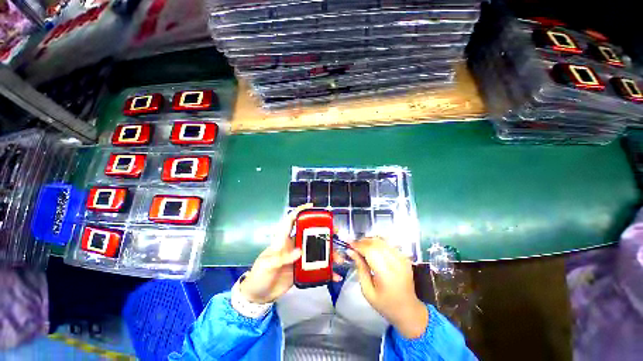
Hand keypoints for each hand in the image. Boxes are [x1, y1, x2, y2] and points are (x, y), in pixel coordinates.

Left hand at [240, 204, 341, 303]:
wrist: (258, 296)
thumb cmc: (259, 275)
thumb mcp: (268, 265)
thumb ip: (282, 258)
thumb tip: (300, 251)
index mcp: (283, 240)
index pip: (291, 221)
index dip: (300, 211)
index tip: (312, 206)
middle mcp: (293, 246)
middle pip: (309, 234)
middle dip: (323, 231)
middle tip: (335, 231)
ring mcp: (298, 258)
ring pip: (316, 251)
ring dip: (328, 252)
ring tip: (338, 257)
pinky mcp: (302, 270)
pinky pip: (316, 267)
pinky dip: (325, 271)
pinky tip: (334, 274)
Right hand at [348, 237, 428, 338]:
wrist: (408, 310)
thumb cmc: (385, 304)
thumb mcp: (367, 290)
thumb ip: (360, 268)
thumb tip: (351, 252)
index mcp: (386, 275)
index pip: (370, 251)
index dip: (358, 245)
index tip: (349, 244)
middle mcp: (396, 263)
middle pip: (376, 243)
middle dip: (363, 241)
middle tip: (354, 245)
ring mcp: (402, 259)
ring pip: (383, 241)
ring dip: (370, 241)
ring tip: (361, 246)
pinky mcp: (405, 258)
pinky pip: (389, 244)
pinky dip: (378, 243)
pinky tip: (372, 248)